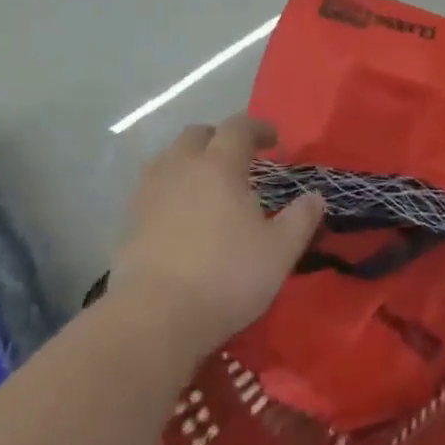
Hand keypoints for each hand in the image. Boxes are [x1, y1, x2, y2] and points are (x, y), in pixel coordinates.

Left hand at [108, 116, 323, 362]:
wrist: (155, 317)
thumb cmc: (227, 276)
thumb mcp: (280, 250)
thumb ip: (301, 218)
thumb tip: (315, 197)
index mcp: (219, 165)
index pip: (238, 127)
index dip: (258, 127)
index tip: (274, 140)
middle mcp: (182, 168)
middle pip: (197, 134)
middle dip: (219, 138)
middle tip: (238, 158)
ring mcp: (150, 194)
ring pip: (169, 158)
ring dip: (190, 160)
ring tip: (207, 183)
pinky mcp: (129, 222)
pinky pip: (153, 188)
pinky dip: (170, 189)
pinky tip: (181, 214)